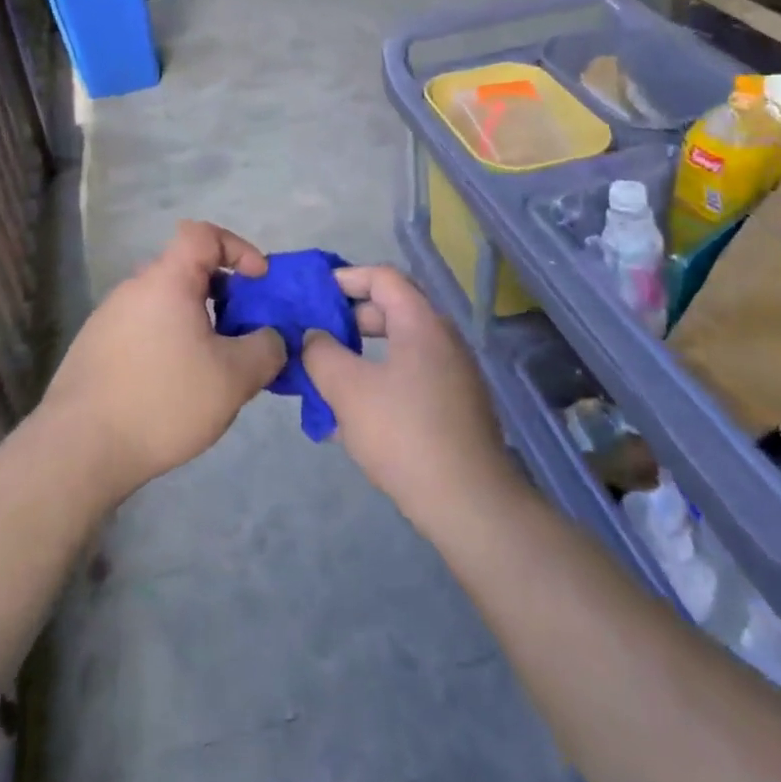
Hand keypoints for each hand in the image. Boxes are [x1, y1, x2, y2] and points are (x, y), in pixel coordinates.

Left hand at [40, 221, 284, 499]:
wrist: (78, 449)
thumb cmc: (163, 400)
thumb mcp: (235, 378)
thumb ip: (266, 348)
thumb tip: (271, 338)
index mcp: (166, 281)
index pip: (203, 234)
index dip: (238, 248)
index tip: (258, 282)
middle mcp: (134, 289)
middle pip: (186, 271)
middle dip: (224, 295)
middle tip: (243, 335)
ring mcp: (108, 318)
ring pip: (166, 305)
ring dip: (197, 324)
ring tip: (213, 369)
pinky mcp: (95, 349)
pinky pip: (145, 330)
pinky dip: (170, 344)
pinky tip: (175, 389)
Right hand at [302, 265, 518, 527]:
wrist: (468, 503)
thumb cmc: (404, 434)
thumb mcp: (348, 390)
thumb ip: (321, 354)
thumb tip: (314, 336)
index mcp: (421, 323)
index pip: (383, 277)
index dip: (345, 278)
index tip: (312, 295)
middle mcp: (442, 340)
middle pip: (390, 311)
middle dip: (346, 320)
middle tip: (313, 338)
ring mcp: (451, 375)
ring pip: (396, 350)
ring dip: (358, 357)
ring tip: (323, 378)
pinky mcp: (452, 408)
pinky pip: (408, 380)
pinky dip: (377, 384)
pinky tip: (348, 419)